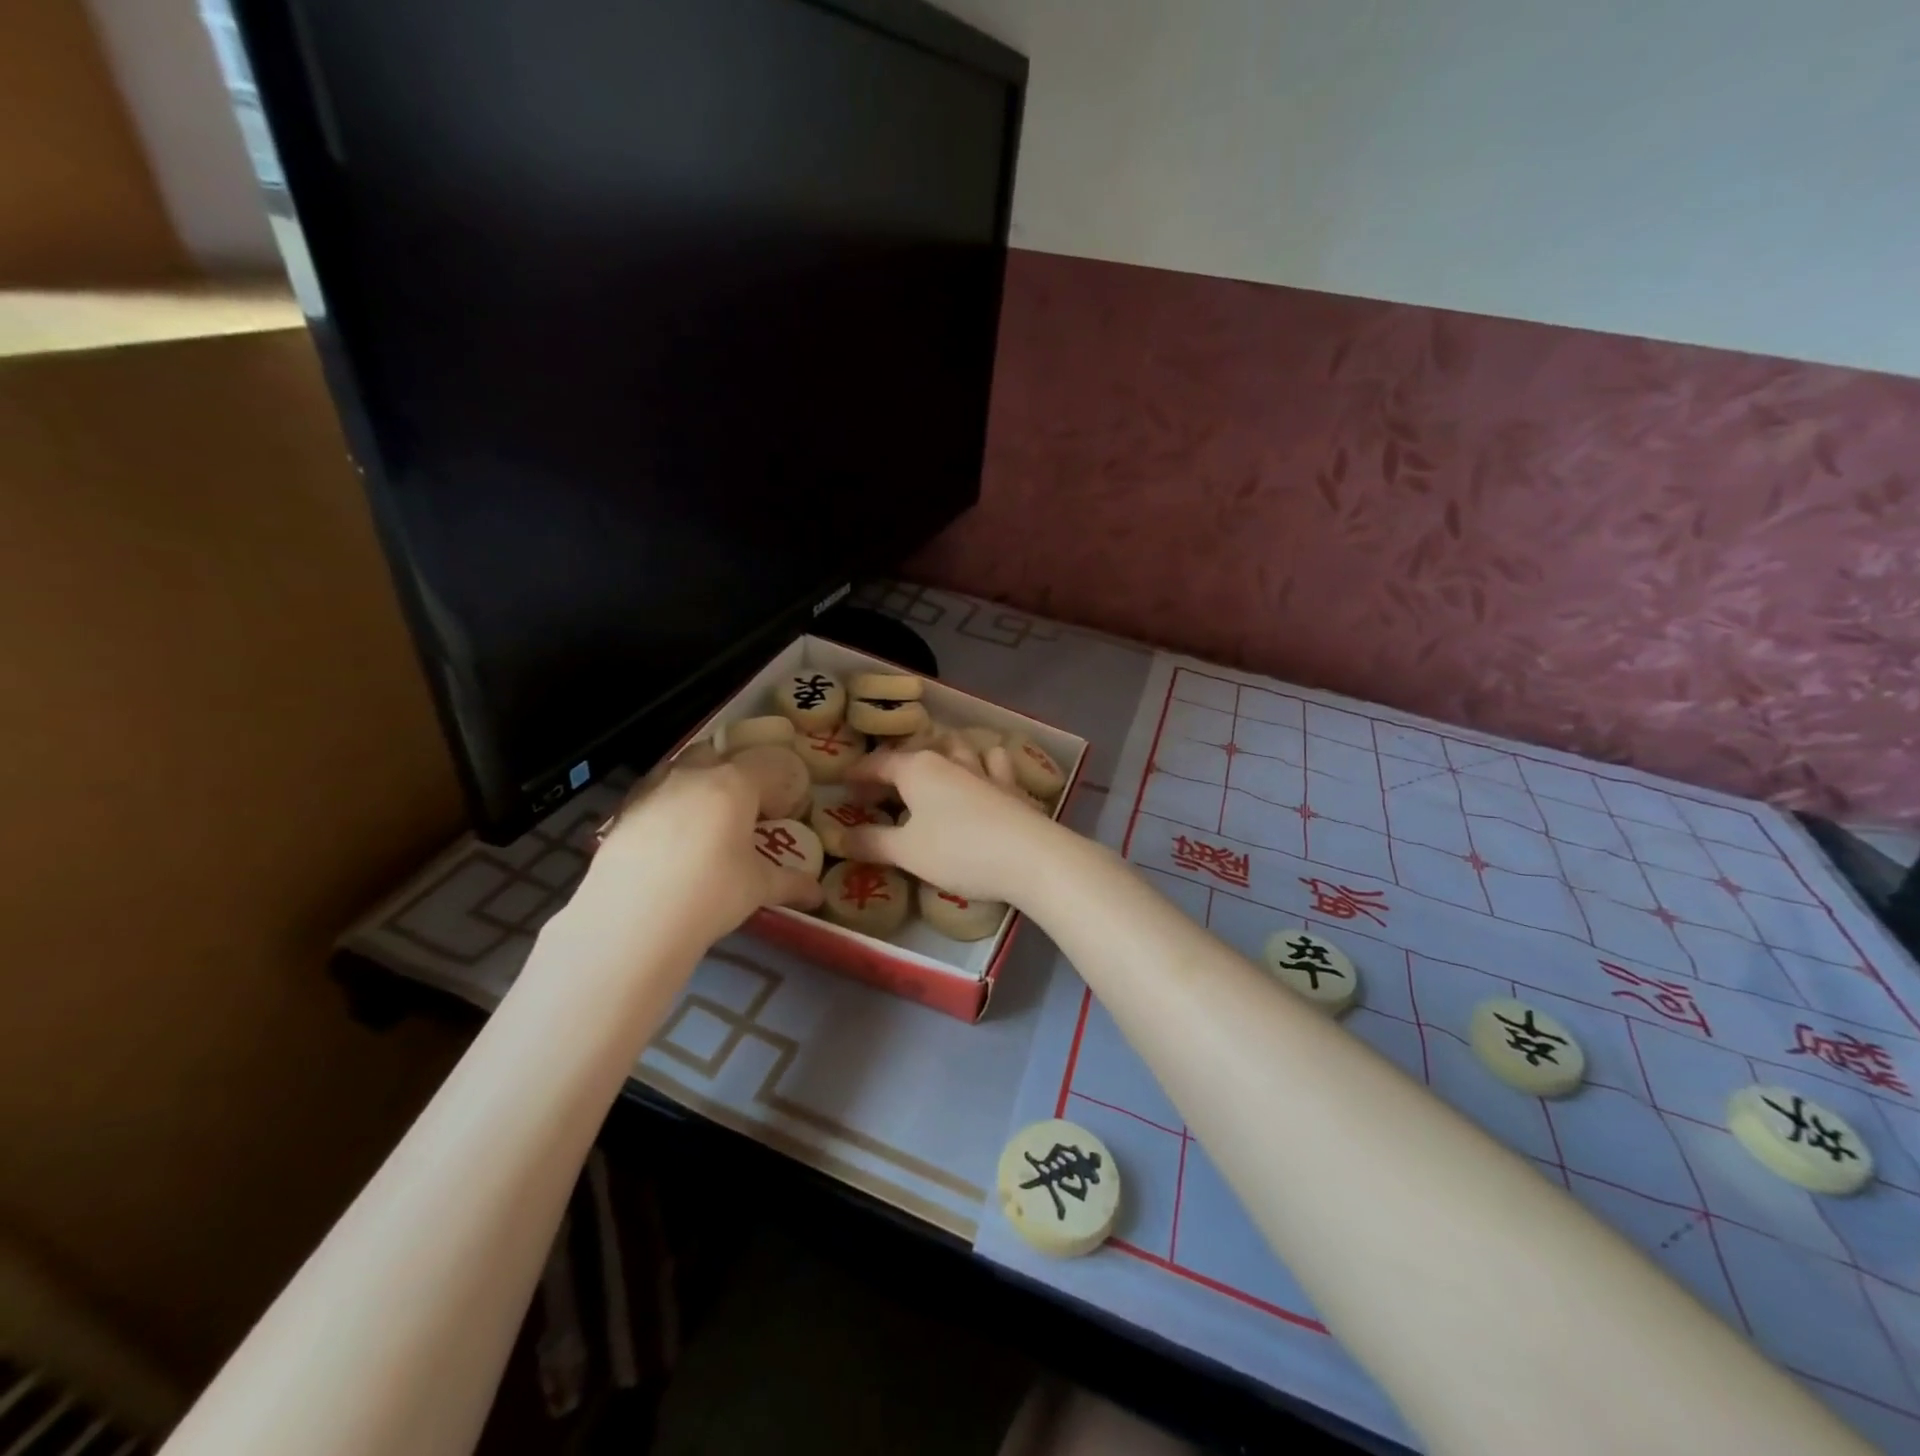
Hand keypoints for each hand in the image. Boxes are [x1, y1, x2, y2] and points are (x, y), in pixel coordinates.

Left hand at [585, 762, 824, 948]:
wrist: (632, 918)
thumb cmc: (711, 893)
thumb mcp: (758, 888)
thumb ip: (791, 883)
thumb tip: (817, 893)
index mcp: (734, 784)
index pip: (768, 765)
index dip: (780, 785)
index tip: (782, 813)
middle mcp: (693, 775)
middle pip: (719, 754)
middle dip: (734, 772)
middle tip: (743, 807)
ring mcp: (653, 790)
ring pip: (680, 768)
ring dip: (697, 782)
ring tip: (704, 820)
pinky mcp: (622, 812)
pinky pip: (652, 794)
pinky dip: (666, 805)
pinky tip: (668, 838)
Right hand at [841, 746, 1058, 904]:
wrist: (1031, 857)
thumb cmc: (958, 851)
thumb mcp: (906, 852)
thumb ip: (871, 842)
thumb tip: (840, 839)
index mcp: (916, 769)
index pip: (877, 763)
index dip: (858, 775)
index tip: (843, 788)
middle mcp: (949, 760)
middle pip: (916, 754)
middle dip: (897, 766)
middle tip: (882, 790)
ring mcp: (984, 770)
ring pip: (958, 748)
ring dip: (942, 755)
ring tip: (932, 771)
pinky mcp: (1011, 787)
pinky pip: (994, 764)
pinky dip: (984, 763)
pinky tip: (984, 772)